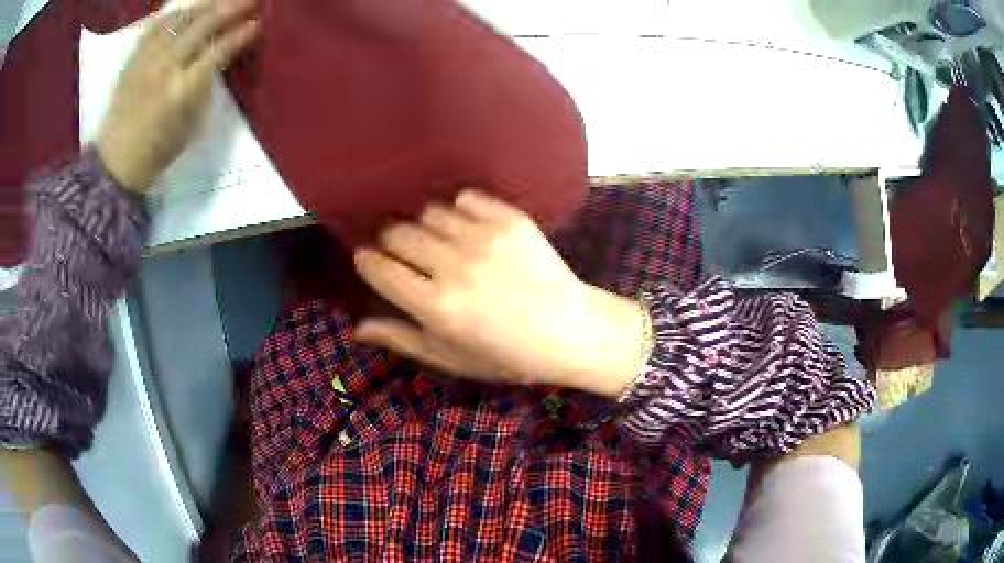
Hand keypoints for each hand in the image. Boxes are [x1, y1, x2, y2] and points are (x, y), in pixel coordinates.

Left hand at [97, 0, 259, 191]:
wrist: (115, 164)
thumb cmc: (157, 151)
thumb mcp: (191, 125)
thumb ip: (206, 86)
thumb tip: (221, 57)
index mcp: (183, 90)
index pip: (220, 49)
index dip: (241, 33)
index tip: (258, 23)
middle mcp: (165, 67)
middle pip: (203, 25)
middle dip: (231, 7)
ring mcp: (146, 60)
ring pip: (180, 19)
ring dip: (205, 5)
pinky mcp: (133, 60)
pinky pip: (156, 26)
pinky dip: (175, 14)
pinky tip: (187, 10)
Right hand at [354, 190, 645, 396]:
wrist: (570, 331)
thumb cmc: (507, 355)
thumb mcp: (451, 358)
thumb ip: (401, 338)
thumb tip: (356, 329)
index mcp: (436, 307)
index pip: (378, 268)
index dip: (367, 262)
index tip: (370, 261)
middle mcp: (455, 267)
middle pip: (397, 233)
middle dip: (391, 243)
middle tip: (406, 256)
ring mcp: (485, 238)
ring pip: (428, 213)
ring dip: (425, 228)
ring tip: (440, 244)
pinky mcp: (510, 219)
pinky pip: (465, 199)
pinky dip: (459, 211)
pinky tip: (468, 229)